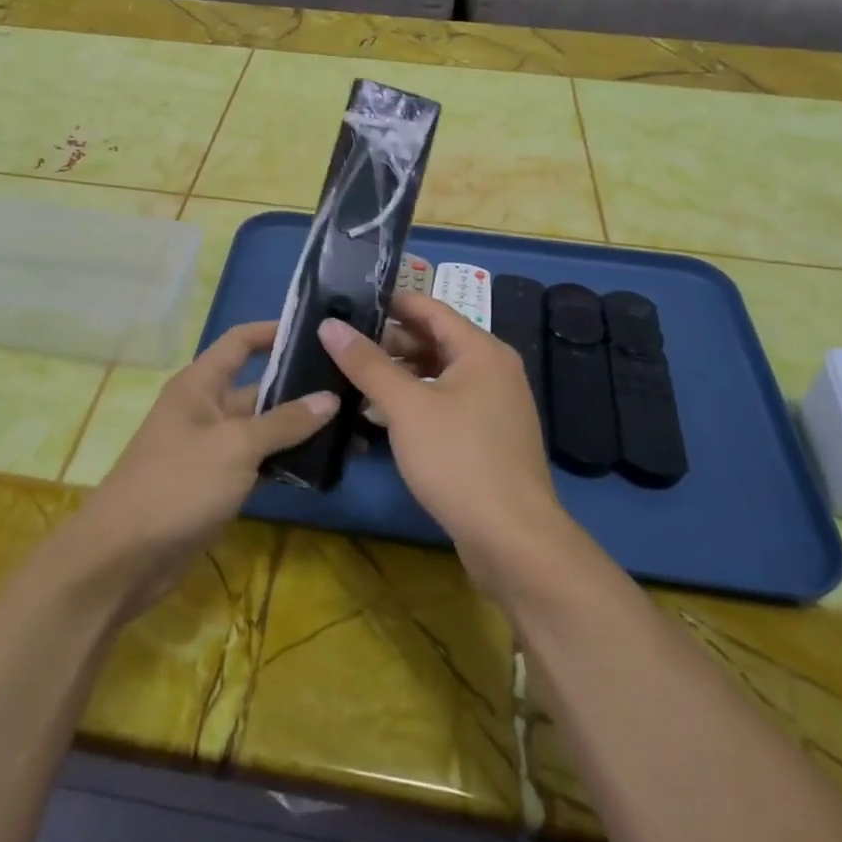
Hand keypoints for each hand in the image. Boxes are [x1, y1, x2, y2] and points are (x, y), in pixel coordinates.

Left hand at [75, 321, 337, 617]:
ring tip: (350, 423)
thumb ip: (284, 422)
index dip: (274, 331)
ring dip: (298, 427)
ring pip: (262, 428)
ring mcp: (212, 448)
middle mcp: (206, 409)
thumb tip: (330, 398)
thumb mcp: (235, 447)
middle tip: (350, 385)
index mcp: (200, 385)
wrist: (124, 557)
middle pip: (258, 386)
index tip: (317, 332)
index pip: (240, 342)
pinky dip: (285, 461)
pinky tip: (323, 464)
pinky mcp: (218, 483)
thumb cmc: (177, 484)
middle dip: (300, 385)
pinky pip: (258, 461)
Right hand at [322, 294, 564, 597]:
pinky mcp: (488, 438)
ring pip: (438, 375)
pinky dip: (415, 402)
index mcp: (481, 350)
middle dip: (389, 342)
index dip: (390, 302)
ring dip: (399, 375)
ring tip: (353, 379)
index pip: (430, 308)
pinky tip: (381, 417)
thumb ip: (366, 363)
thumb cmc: (458, 458)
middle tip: (342, 344)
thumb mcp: (405, 406)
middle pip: (434, 341)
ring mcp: (494, 406)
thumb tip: (330, 325)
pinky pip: (446, 404)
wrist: (511, 539)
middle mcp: (493, 370)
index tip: (348, 302)